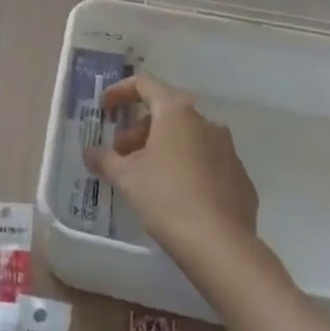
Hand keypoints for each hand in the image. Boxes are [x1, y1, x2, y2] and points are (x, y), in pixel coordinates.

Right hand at [84, 73, 259, 256]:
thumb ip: (104, 159)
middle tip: (121, 155)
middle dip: (139, 130)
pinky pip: (206, 162)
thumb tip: (90, 152)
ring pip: (187, 138)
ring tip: (146, 177)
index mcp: (176, 112)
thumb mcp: (126, 177)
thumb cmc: (166, 198)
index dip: (120, 92)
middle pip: (165, 113)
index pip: (144, 84)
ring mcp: (227, 149)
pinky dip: (187, 168)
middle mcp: (205, 121)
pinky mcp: (240, 177)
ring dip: (163, 149)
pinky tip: (176, 196)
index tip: (106, 109)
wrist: (221, 246)